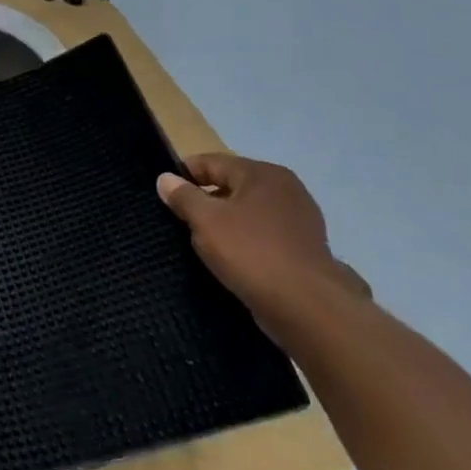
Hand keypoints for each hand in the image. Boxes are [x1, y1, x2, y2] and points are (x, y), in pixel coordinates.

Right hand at [157, 153, 367, 339]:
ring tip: (202, 242)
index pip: (211, 162)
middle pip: (231, 185)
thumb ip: (183, 196)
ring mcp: (299, 218)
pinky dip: (245, 241)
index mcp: (262, 173)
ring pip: (247, 211)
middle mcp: (285, 188)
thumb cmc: (250, 252)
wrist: (307, 307)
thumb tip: (166, 178)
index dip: (183, 175)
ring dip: (224, 222)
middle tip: (179, 220)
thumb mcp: (205, 221)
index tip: (163, 194)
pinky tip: (231, 259)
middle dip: (204, 200)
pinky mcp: (304, 247)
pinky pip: (263, 234)